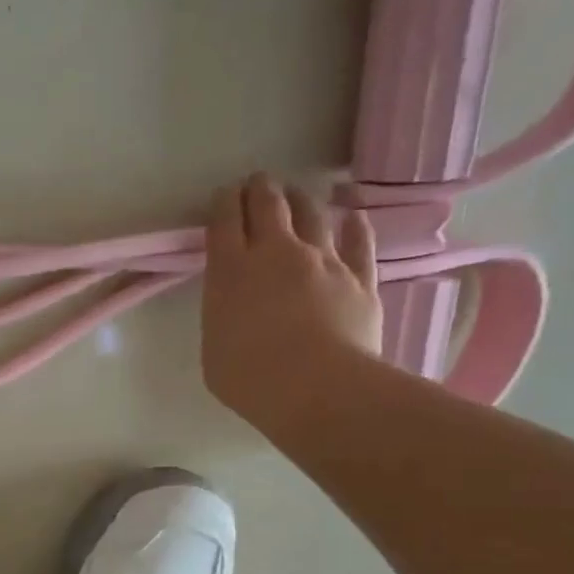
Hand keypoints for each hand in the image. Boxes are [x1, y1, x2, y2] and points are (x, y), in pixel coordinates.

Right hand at [201, 173, 381, 441]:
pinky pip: (359, 242)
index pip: (224, 221)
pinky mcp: (359, 277)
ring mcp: (323, 261)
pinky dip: (355, 227)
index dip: (224, 203)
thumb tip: (235, 306)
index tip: (224, 195)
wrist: (318, 389)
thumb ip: (222, 316)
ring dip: (300, 200)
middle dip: (259, 189)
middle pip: (268, 205)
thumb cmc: (251, 378)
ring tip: (296, 195)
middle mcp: (276, 253)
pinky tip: (354, 217)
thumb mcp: (214, 348)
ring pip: (312, 214)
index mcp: (230, 271)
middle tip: (257, 183)